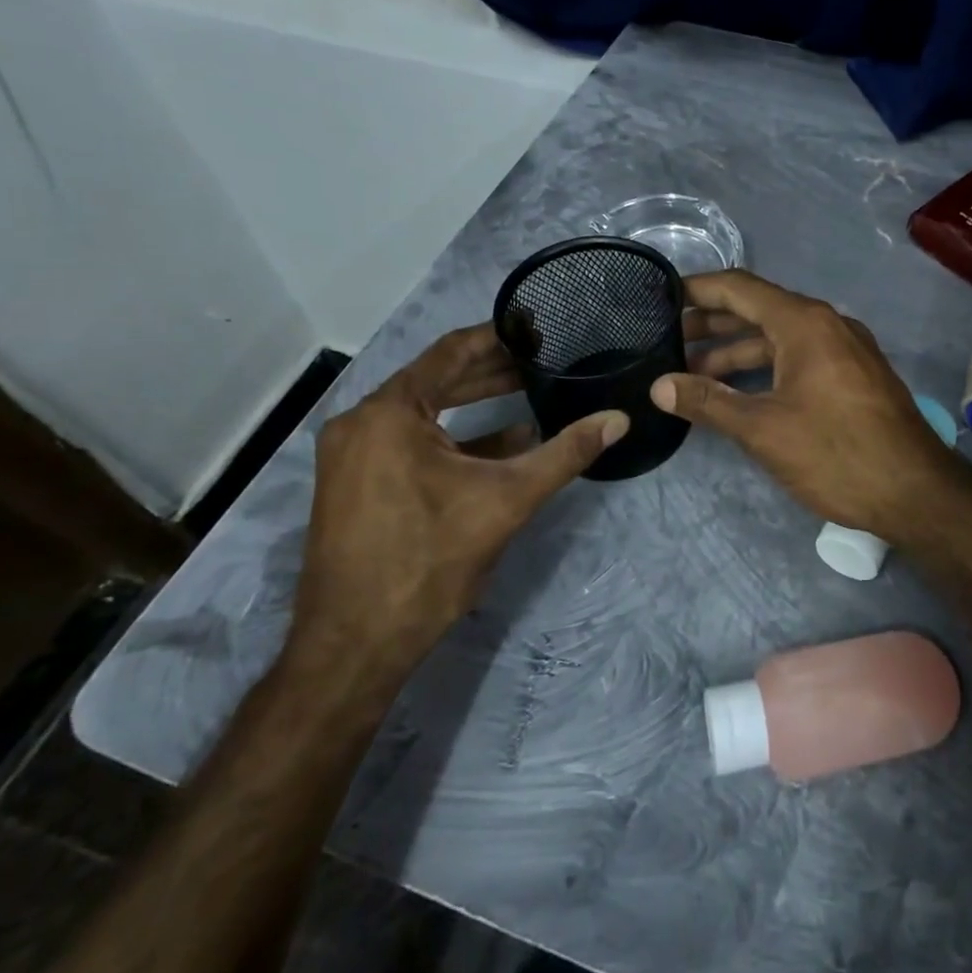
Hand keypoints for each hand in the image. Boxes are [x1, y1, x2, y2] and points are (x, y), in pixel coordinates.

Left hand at [287, 324, 625, 689]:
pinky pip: (410, 441)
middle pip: (436, 379)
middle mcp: (361, 423)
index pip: (451, 352)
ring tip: (529, 392)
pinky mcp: (355, 483)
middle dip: (491, 372)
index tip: (539, 327)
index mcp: (388, 413)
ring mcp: (352, 455)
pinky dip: (455, 437)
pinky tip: (502, 443)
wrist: (355, 646)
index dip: (499, 337)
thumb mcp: (507, 500)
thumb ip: (565, 453)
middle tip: (543, 360)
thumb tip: (619, 419)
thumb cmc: (428, 561)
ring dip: (475, 404)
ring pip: (424, 412)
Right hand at [650, 269, 971, 538]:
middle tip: (667, 341)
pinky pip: (800, 358)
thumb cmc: (836, 453)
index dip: (698, 289)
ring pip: (779, 339)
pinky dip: (766, 368)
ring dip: (737, 353)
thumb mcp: (764, 429)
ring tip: (693, 375)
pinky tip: (740, 392)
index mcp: (805, 322)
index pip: (740, 288)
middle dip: (712, 325)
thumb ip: (709, 402)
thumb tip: (659, 386)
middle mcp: (827, 324)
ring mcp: (845, 349)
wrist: (916, 491)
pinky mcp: (854, 376)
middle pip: (758, 310)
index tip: (661, 298)